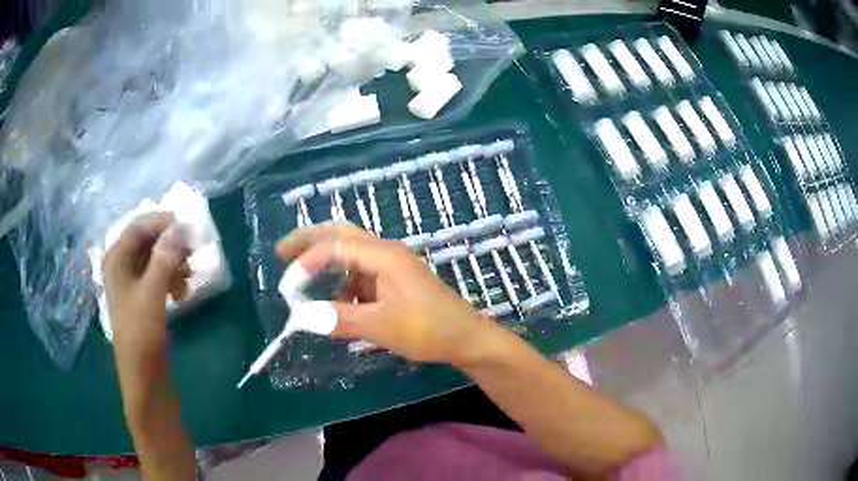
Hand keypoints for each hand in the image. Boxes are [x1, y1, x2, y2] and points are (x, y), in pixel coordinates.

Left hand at [103, 213, 189, 361]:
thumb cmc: (141, 331)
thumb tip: (178, 227)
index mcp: (117, 259)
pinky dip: (171, 279)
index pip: (139, 226)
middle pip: (147, 241)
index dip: (162, 223)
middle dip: (170, 245)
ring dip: (173, 264)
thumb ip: (164, 256)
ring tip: (188, 279)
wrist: (143, 374)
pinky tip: (181, 293)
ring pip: (154, 259)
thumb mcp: (152, 291)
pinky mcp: (142, 298)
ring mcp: (132, 283)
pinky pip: (157, 277)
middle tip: (192, 253)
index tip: (187, 229)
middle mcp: (122, 265)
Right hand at [276, 223, 490, 364]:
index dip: (306, 263)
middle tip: (281, 252)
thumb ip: (340, 319)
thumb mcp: (381, 326)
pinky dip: (342, 285)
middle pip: (340, 234)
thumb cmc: (428, 329)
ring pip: (348, 253)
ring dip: (324, 263)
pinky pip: (359, 275)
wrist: (464, 337)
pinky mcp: (392, 280)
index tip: (288, 288)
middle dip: (309, 240)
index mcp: (383, 255)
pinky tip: (336, 305)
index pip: (335, 246)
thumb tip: (302, 316)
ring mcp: (389, 265)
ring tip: (301, 279)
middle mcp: (384, 252)